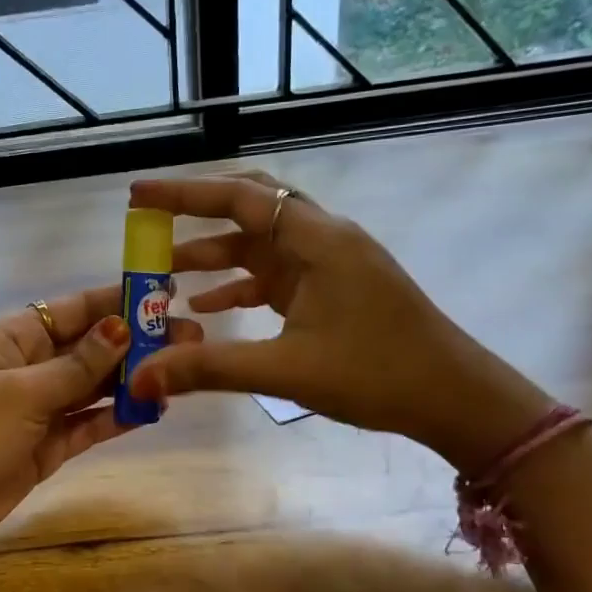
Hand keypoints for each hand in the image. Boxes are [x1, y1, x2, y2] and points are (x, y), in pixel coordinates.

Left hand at [0, 286, 204, 557]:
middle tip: (190, 338)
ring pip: (94, 386)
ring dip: (132, 380)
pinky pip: (89, 423)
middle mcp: (30, 366)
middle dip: (136, 342)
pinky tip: (152, 409)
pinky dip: (117, 416)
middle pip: (89, 347)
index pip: (73, 310)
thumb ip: (76, 365)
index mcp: (14, 338)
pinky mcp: (48, 444)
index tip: (165, 292)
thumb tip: (121, 327)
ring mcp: (39, 407)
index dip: (117, 300)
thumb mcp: (23, 393)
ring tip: (181, 372)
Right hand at [126, 171, 548, 470]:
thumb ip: (208, 368)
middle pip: (251, 206)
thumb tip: (138, 378)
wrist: (454, 397)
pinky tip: (208, 308)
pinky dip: (239, 284)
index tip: (137, 196)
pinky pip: (275, 274)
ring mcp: (330, 263)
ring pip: (261, 243)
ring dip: (215, 254)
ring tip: (165, 272)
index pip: (240, 197)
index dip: (184, 194)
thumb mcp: (285, 370)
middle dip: (196, 213)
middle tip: (148, 224)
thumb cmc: (376, 374)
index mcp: (317, 240)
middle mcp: (323, 238)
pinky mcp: (333, 288)